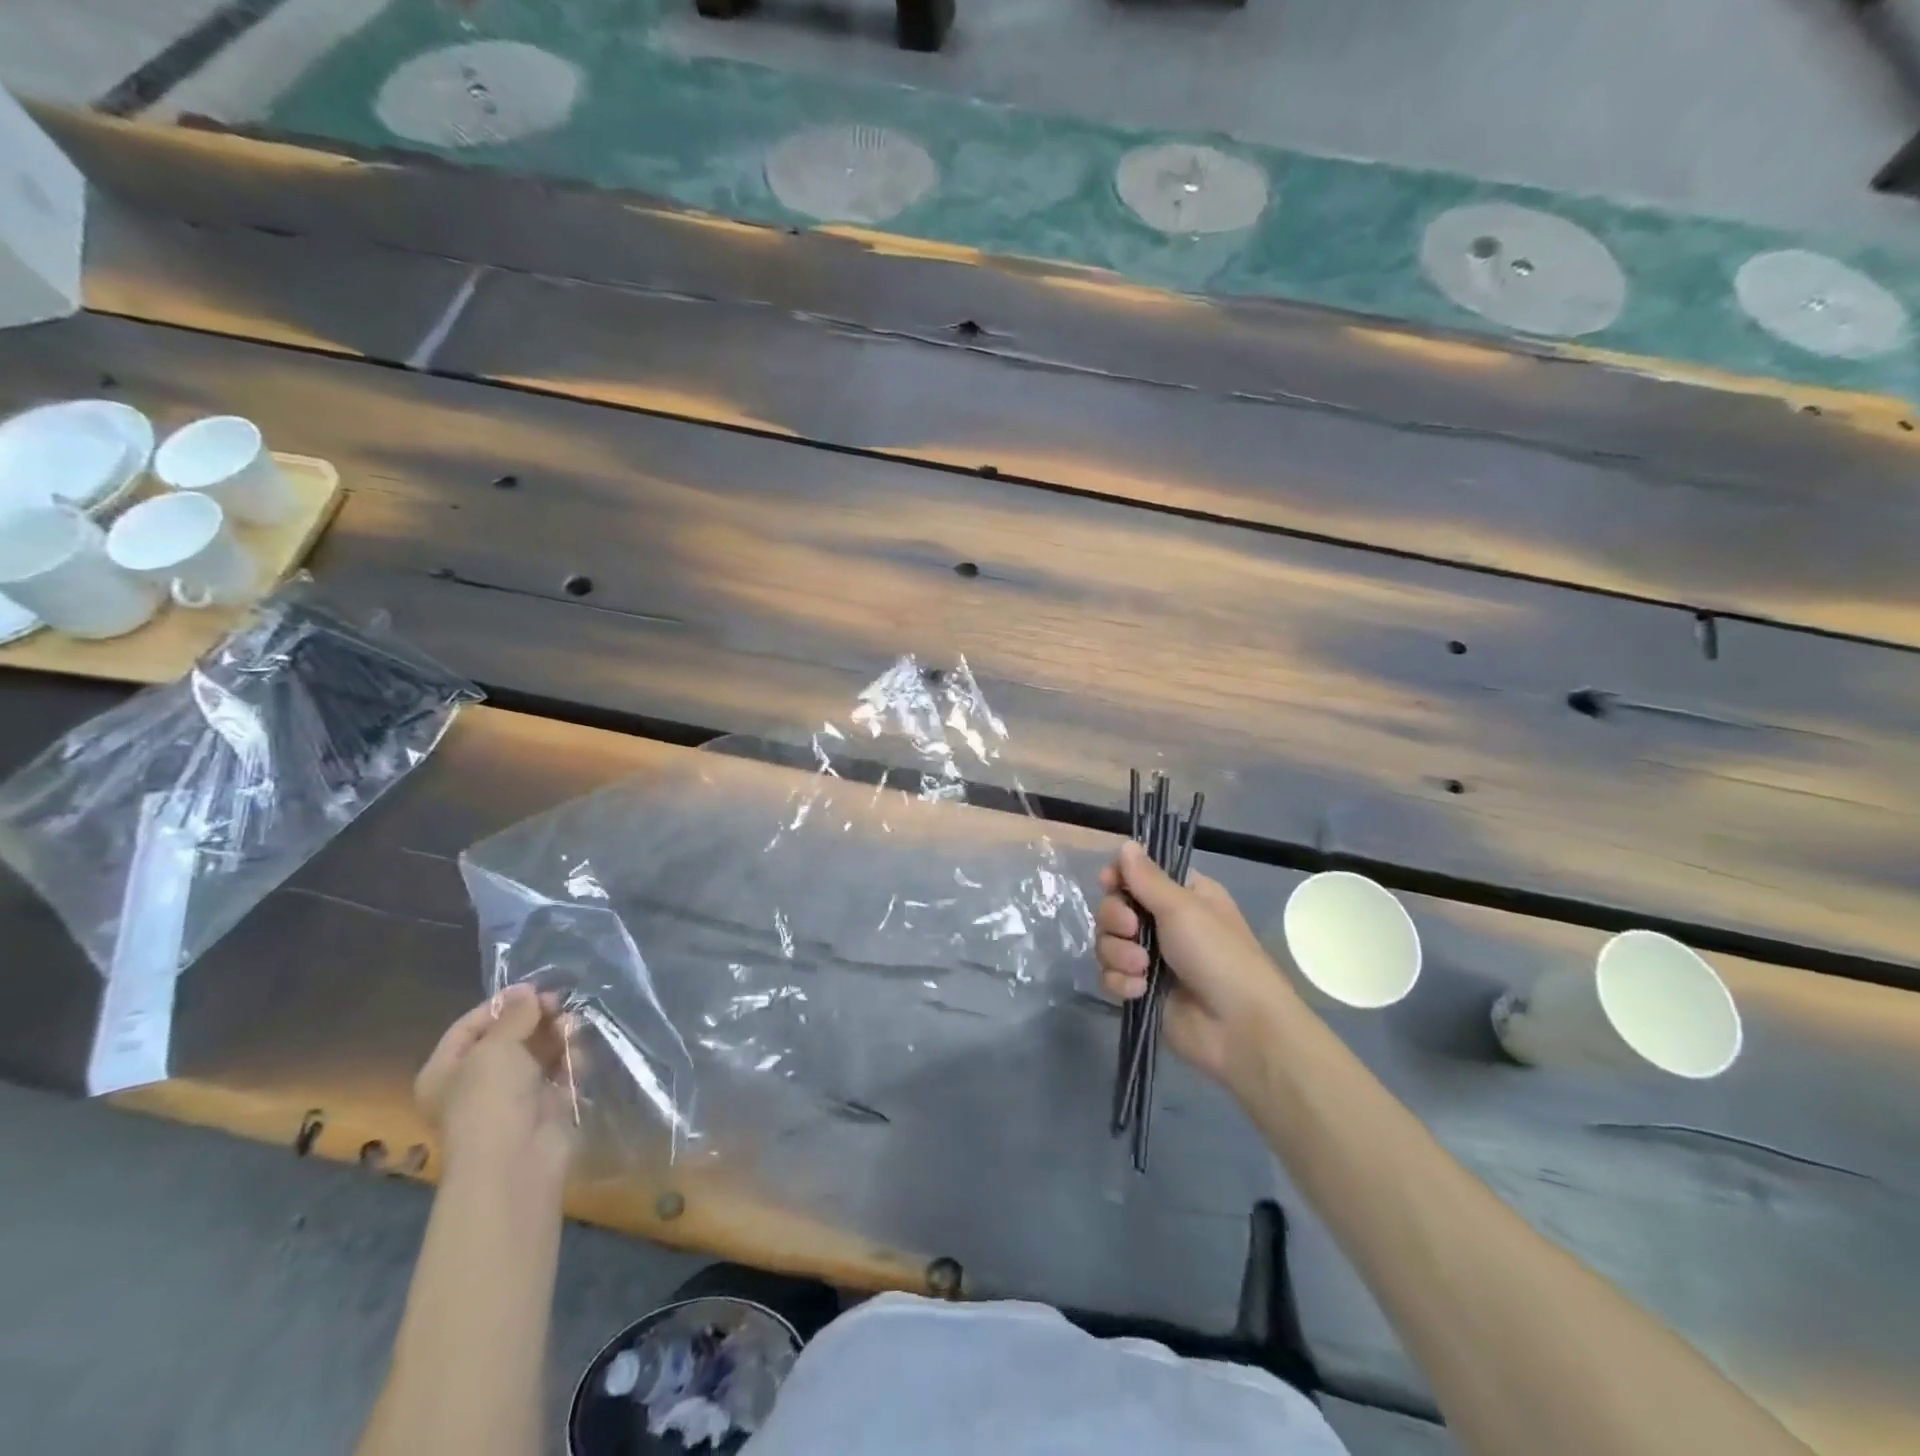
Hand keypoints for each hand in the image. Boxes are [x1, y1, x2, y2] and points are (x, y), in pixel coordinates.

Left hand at [415, 984, 577, 1191]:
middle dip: (536, 1019)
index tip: (533, 989)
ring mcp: (512, 1095)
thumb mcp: (496, 1047)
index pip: (471, 1026)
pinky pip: (559, 1072)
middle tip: (560, 1004)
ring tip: (572, 1029)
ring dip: (557, 1036)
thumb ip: (515, 1015)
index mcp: (446, 1071)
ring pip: (538, 1052)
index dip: (501, 1004)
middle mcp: (476, 1082)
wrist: (515, 1162)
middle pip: (509, 1036)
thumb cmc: (490, 1100)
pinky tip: (577, 1060)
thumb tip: (527, 991)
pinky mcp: (545, 1106)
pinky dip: (569, 1061)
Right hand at [1097, 840, 1300, 1093]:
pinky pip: (1110, 975)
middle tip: (1133, 930)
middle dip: (1116, 920)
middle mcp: (1164, 923)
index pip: (1136, 875)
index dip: (1118, 878)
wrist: (1238, 1028)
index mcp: (1182, 896)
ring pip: (1107, 942)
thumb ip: (1147, 878)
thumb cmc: (1218, 955)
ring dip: (1119, 954)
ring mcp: (1150, 959)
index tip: (1109, 884)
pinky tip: (1140, 991)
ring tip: (1143, 969)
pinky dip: (1121, 981)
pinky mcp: (1140, 990)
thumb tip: (1126, 843)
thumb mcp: (1183, 908)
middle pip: (1114, 907)